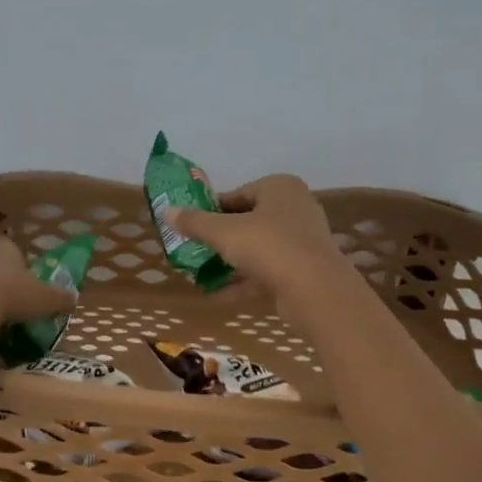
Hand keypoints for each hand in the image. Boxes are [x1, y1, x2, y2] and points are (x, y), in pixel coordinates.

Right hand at [168, 175, 350, 309]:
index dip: (211, 211)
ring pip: (257, 246)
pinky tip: (220, 294)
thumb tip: (166, 211)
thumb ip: (195, 222)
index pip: (237, 194)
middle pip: (247, 220)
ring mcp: (302, 239)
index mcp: (279, 187)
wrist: (314, 290)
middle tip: (195, 250)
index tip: (191, 227)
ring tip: (202, 273)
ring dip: (231, 260)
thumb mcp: (223, 232)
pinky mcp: (303, 268)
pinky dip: (245, 279)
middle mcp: (295, 207)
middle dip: (220, 237)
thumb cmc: (268, 247)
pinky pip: (267, 269)